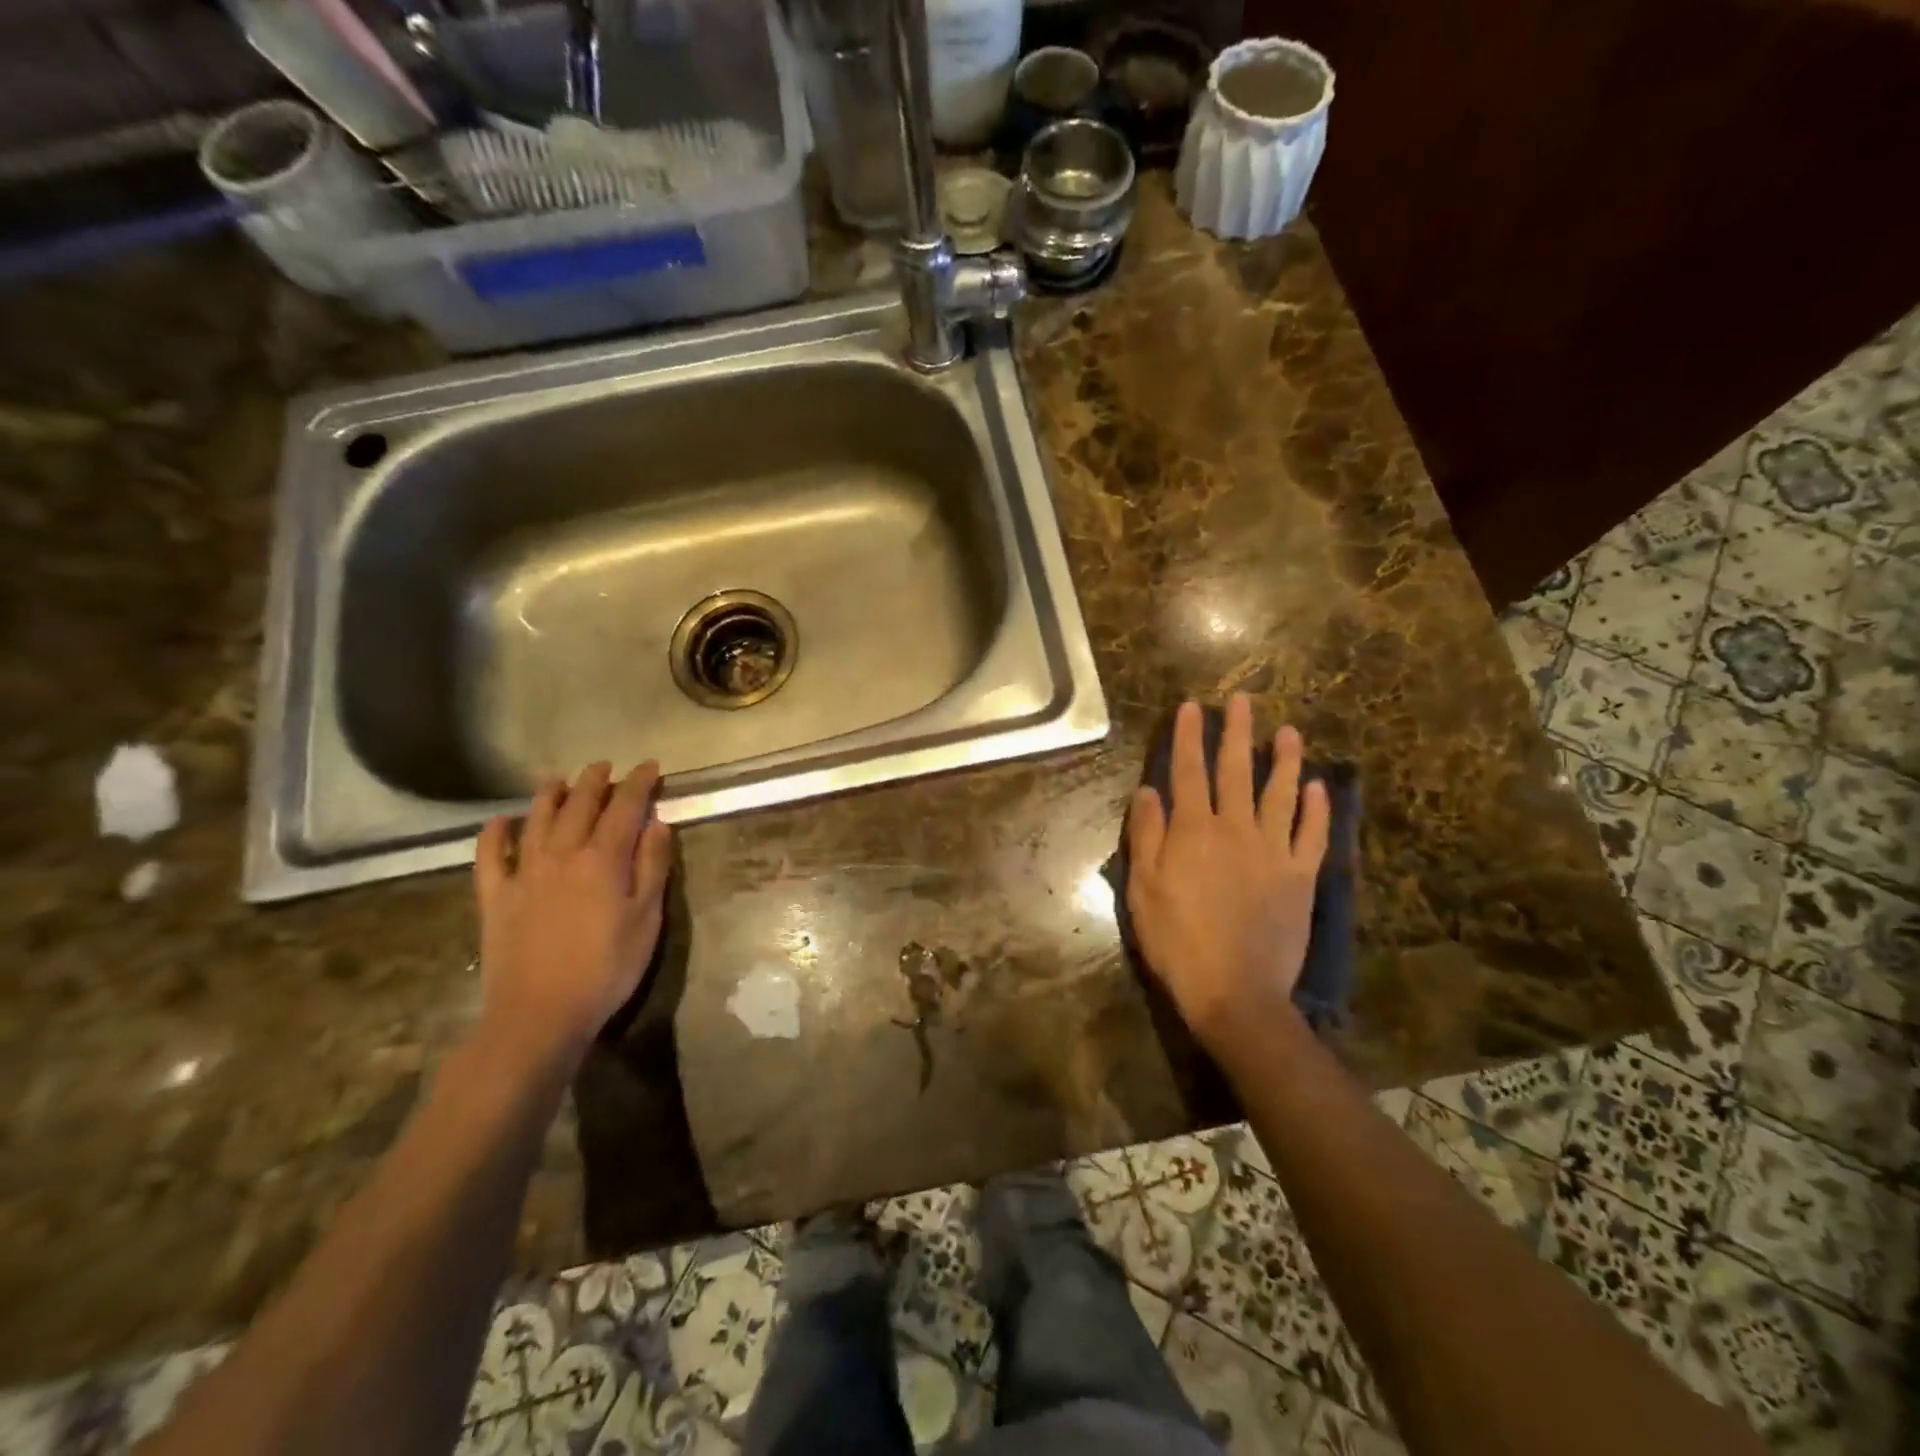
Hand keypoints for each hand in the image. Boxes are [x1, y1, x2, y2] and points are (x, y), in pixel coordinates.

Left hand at [472, 760, 674, 1071]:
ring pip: (536, 821)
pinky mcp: (495, 898)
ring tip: (557, 778)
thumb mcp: (646, 919)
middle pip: (579, 807)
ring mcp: (523, 874)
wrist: (538, 1015)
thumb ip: (652, 867)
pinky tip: (498, 821)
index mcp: (603, 860)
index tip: (650, 765)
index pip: (625, 808)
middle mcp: (562, 855)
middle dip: (595, 781)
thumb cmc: (606, 969)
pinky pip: (489, 857)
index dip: (638, 783)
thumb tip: (657, 823)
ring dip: (548, 796)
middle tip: (605, 765)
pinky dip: (493, 834)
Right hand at [1124, 697, 1329, 1051]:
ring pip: (1281, 794)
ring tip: (1290, 731)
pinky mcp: (1301, 877)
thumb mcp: (1144, 889)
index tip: (1192, 707)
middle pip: (1237, 771)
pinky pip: (1312, 835)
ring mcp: (1274, 851)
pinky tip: (1318, 788)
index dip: (1189, 737)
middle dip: (1238, 733)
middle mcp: (1236, 829)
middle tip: (1244, 700)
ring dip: (1285, 760)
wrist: (1235, 991)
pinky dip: (1317, 810)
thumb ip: (1148, 835)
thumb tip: (1149, 791)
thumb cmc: (1177, 941)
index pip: (1189, 772)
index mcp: (1194, 831)